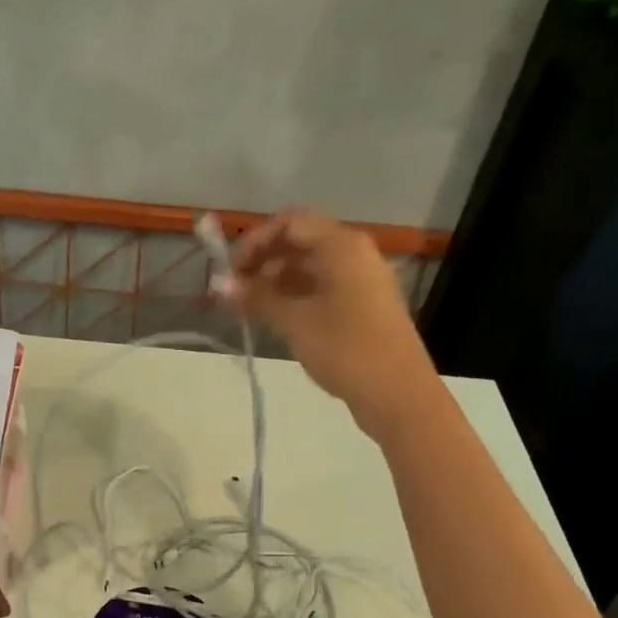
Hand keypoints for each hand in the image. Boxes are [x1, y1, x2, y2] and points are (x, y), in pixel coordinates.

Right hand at [225, 209, 434, 438]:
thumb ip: (257, 299)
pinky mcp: (362, 306)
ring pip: (309, 268)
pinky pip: (321, 289)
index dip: (255, 241)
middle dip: (263, 262)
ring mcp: (360, 281)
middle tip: (234, 292)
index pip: (289, 223)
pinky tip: (273, 319)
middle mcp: (354, 254)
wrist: (398, 394)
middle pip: (299, 243)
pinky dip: (295, 297)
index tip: (230, 272)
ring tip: (248, 309)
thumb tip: (219, 286)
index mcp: (342, 246)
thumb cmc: (346, 350)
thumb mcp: (295, 323)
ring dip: (276, 282)